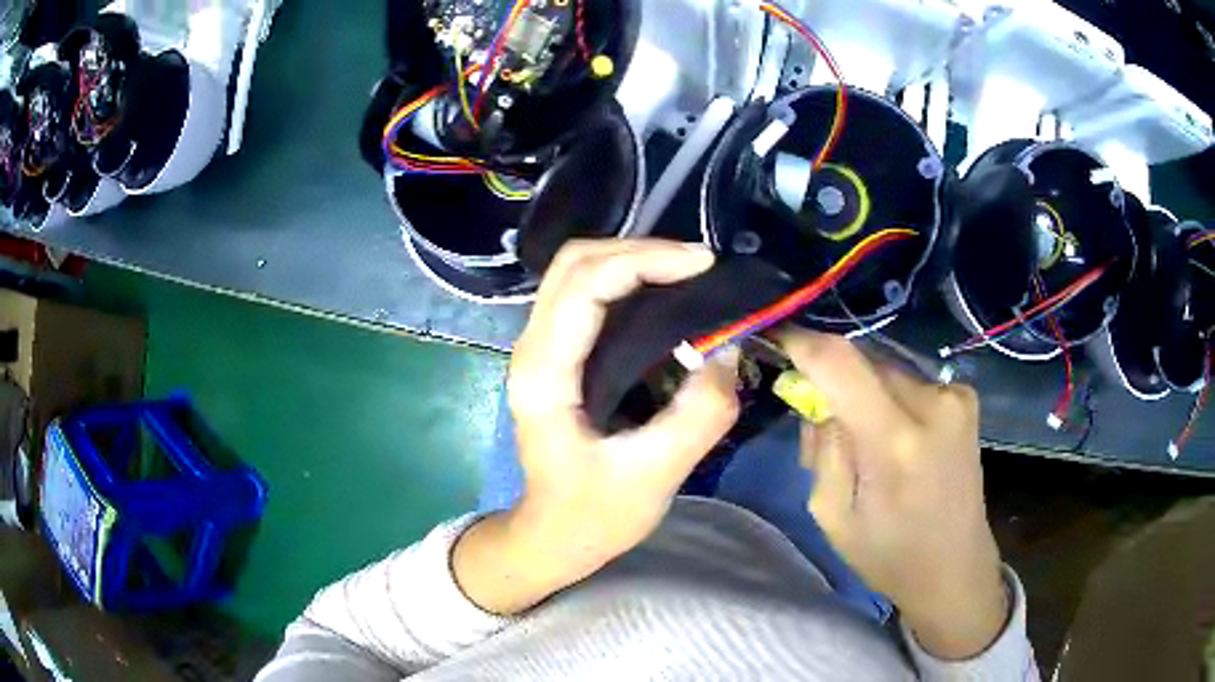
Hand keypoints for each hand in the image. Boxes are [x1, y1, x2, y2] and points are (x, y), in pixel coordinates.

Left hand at [454, 239, 739, 614]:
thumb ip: (699, 415)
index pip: (585, 283)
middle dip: (640, 249)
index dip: (645, 260)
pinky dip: (626, 280)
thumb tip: (729, 351)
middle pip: (575, 262)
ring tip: (689, 274)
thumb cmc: (593, 516)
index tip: (704, 265)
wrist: (551, 537)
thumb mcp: (654, 476)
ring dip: (632, 259)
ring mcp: (539, 349)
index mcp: (546, 374)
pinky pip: (585, 295)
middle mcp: (532, 349)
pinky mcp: (556, 356)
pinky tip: (664, 296)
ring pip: (577, 272)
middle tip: (699, 265)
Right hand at [781, 331, 1007, 659]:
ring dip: (862, 390)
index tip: (774, 338)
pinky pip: (909, 379)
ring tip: (863, 438)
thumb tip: (814, 397)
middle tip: (819, 419)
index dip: (801, 342)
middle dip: (832, 380)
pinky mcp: (965, 396)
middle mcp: (932, 403)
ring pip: (885, 368)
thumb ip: (821, 448)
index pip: (839, 362)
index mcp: (894, 442)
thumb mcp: (832, 515)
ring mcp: (955, 396)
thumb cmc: (889, 555)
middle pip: (862, 361)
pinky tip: (894, 435)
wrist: (956, 567)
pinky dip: (889, 397)